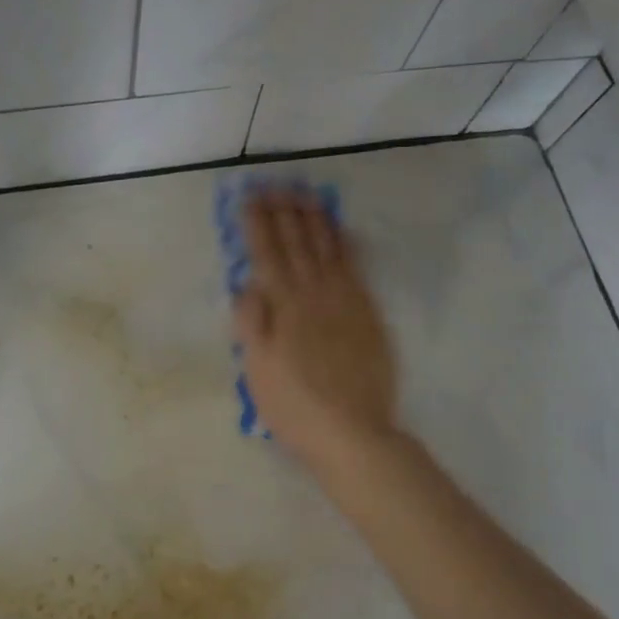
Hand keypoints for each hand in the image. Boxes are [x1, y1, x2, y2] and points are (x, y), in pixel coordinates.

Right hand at [231, 186, 399, 474]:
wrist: (353, 433)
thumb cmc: (294, 406)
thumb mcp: (257, 369)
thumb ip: (252, 322)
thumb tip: (249, 284)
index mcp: (283, 306)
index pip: (267, 254)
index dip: (257, 224)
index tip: (249, 198)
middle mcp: (314, 294)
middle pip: (298, 243)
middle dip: (284, 211)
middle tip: (275, 185)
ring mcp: (346, 300)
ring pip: (328, 248)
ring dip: (315, 219)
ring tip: (306, 194)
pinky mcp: (368, 313)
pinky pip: (356, 267)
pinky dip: (346, 244)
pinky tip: (341, 230)